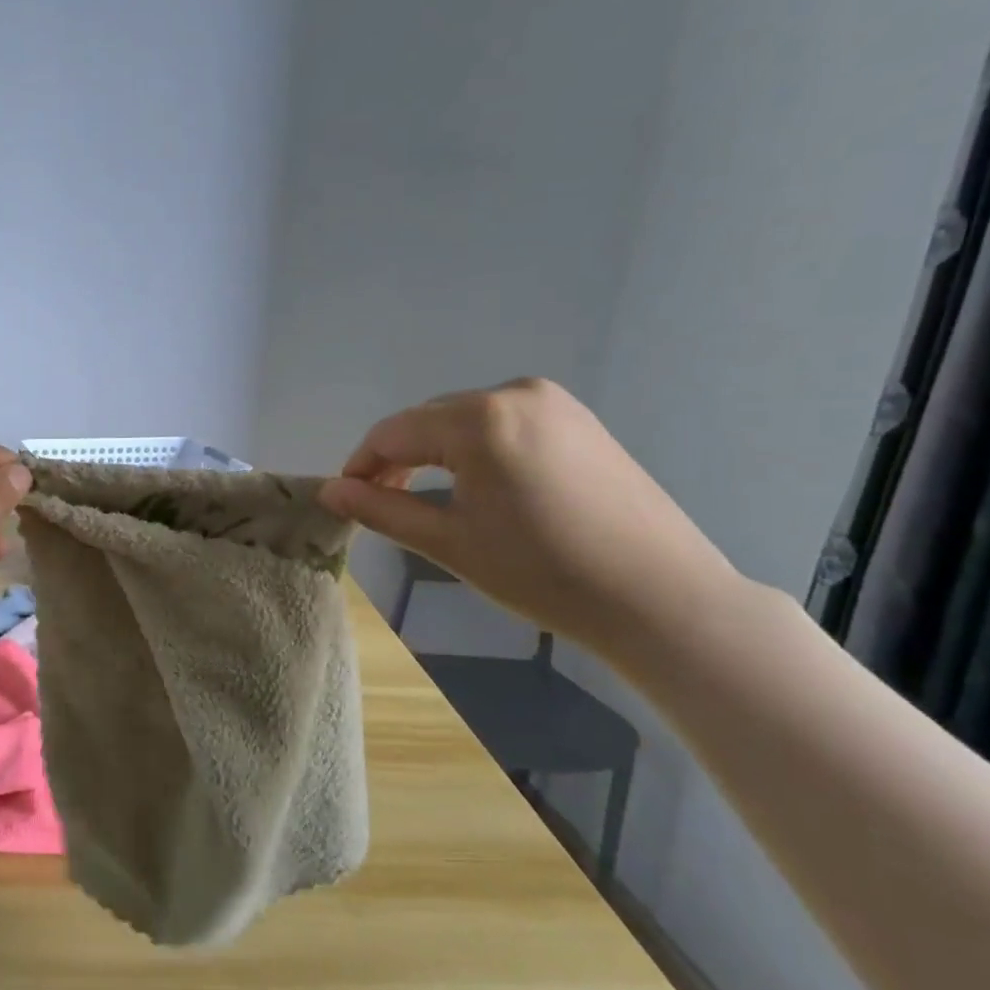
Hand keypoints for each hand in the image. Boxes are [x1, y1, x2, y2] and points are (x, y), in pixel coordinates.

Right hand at [318, 379, 741, 658]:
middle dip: (399, 458)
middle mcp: (514, 392)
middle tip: (384, 504)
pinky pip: (505, 424)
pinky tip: (481, 487)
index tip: (345, 499)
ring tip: (429, 499)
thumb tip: (329, 491)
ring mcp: (554, 402)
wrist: (660, 597)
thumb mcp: (450, 542)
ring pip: (466, 420)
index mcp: (479, 418)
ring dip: (437, 453)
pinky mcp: (580, 420)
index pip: (393, 431)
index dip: (361, 465)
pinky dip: (477, 450)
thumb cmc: (542, 572)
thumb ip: (382, 509)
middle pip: (430, 420)